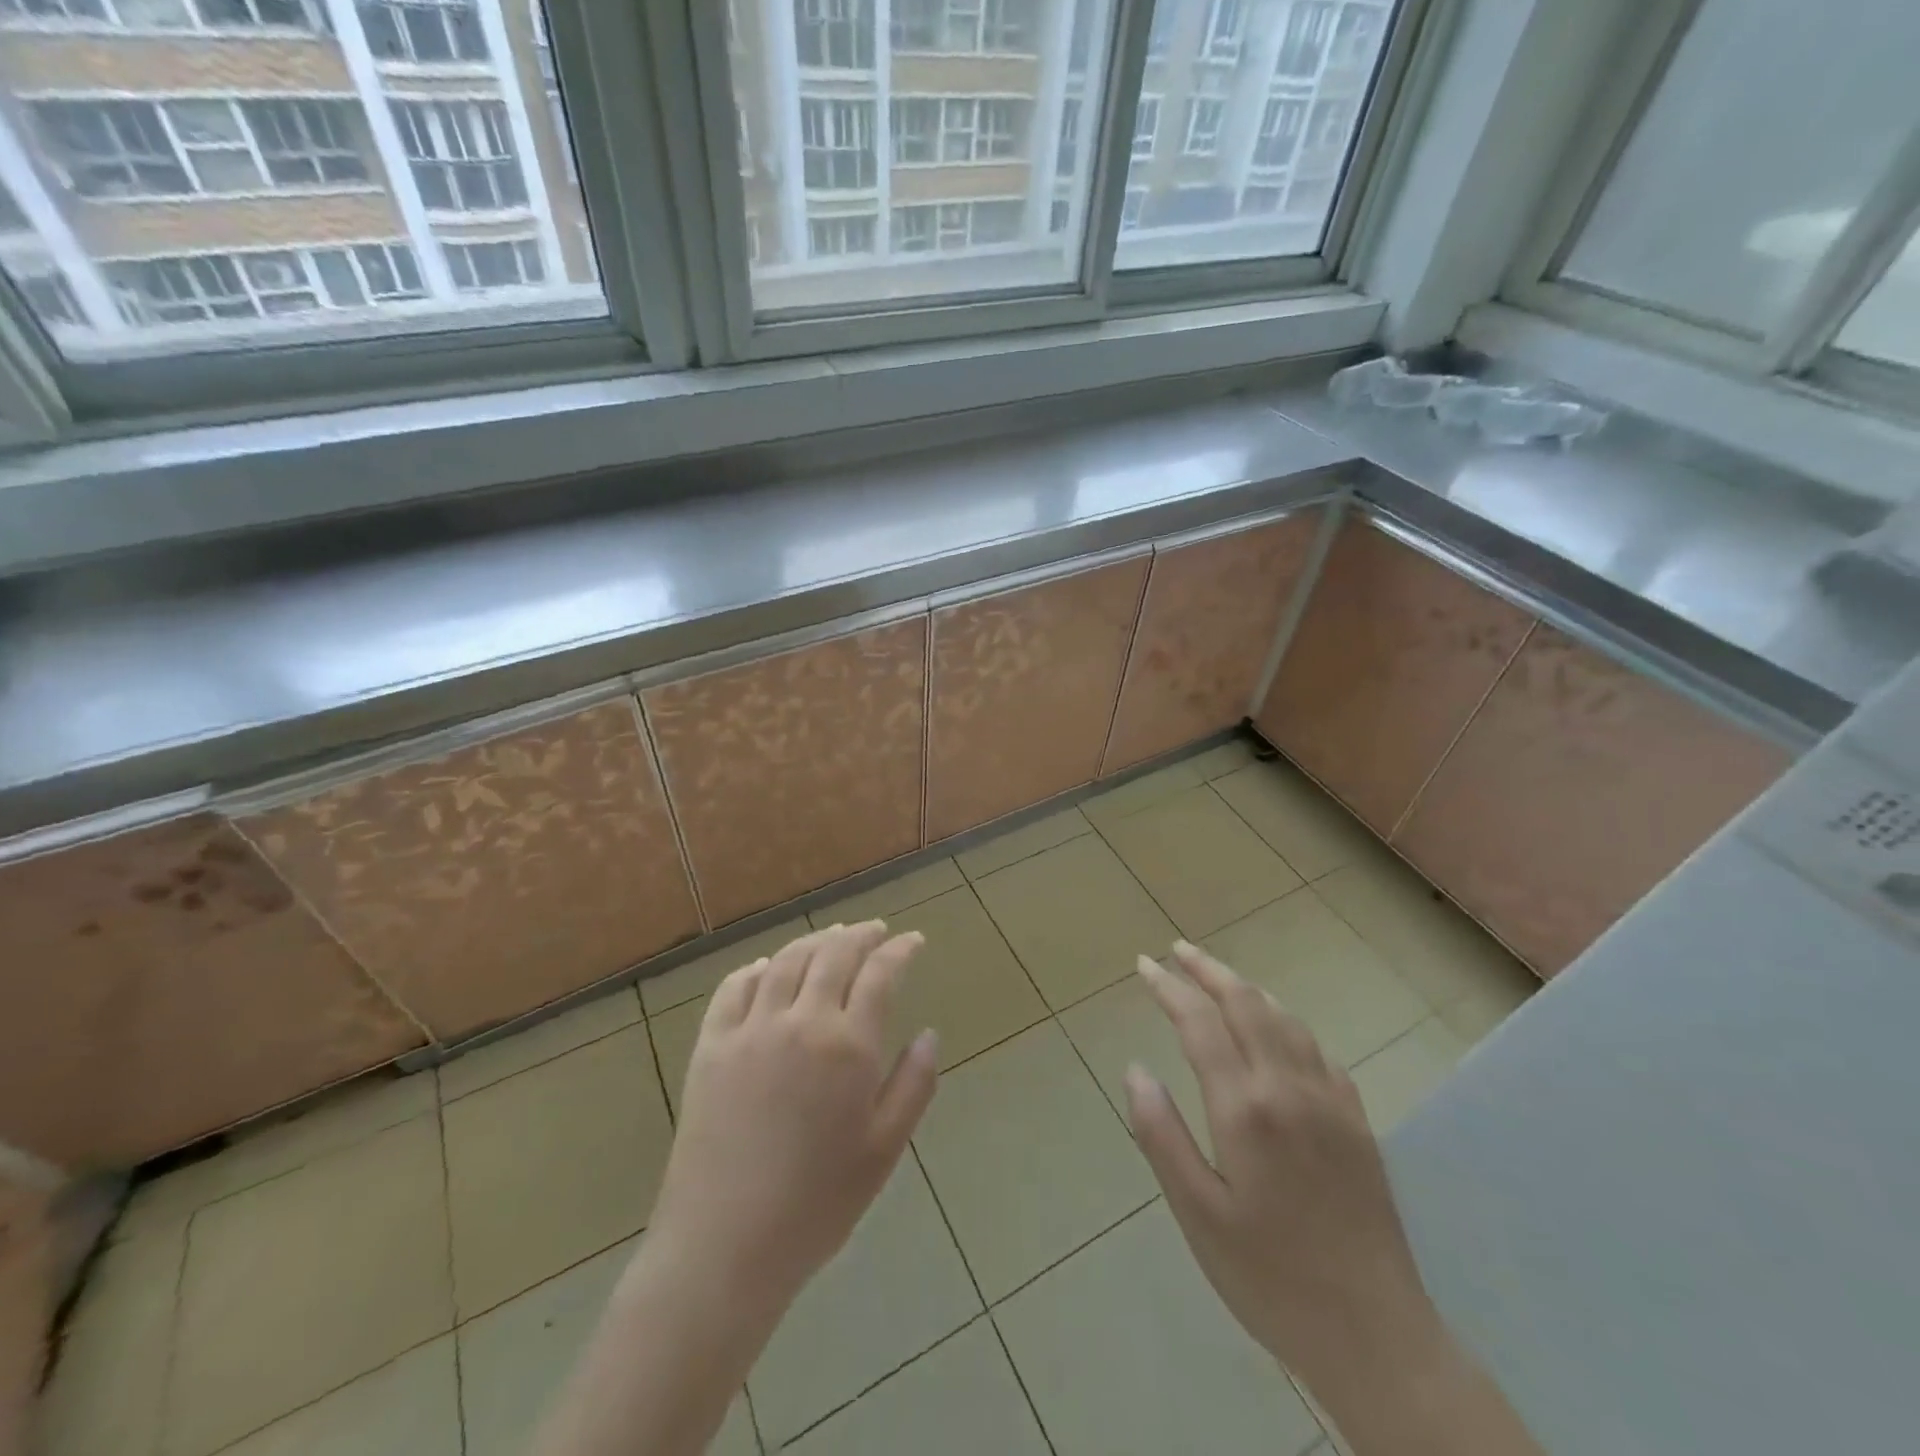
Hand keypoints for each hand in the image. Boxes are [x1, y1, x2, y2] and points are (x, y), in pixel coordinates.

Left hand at [645, 922, 939, 1315]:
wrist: (724, 1247)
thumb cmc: (816, 1205)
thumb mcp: (883, 1151)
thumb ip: (913, 1085)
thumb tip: (929, 1035)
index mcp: (848, 1046)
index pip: (880, 973)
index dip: (900, 950)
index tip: (913, 941)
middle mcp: (801, 1021)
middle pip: (834, 955)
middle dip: (860, 935)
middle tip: (876, 931)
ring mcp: (750, 1029)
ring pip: (786, 962)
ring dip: (814, 941)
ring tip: (832, 936)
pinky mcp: (711, 1046)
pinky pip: (734, 989)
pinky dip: (757, 969)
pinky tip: (768, 968)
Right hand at [1124, 942, 1438, 1383]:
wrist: (1376, 1336)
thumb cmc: (1270, 1278)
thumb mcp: (1197, 1215)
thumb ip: (1160, 1135)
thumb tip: (1135, 1069)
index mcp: (1245, 1108)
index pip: (1200, 1023)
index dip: (1168, 988)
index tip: (1144, 965)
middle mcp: (1289, 1088)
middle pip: (1246, 1003)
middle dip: (1208, 970)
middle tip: (1176, 949)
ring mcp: (1330, 1101)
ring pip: (1284, 1018)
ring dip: (1246, 988)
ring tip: (1217, 977)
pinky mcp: (1357, 1120)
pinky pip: (1316, 1048)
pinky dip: (1285, 1020)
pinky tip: (1276, 1028)